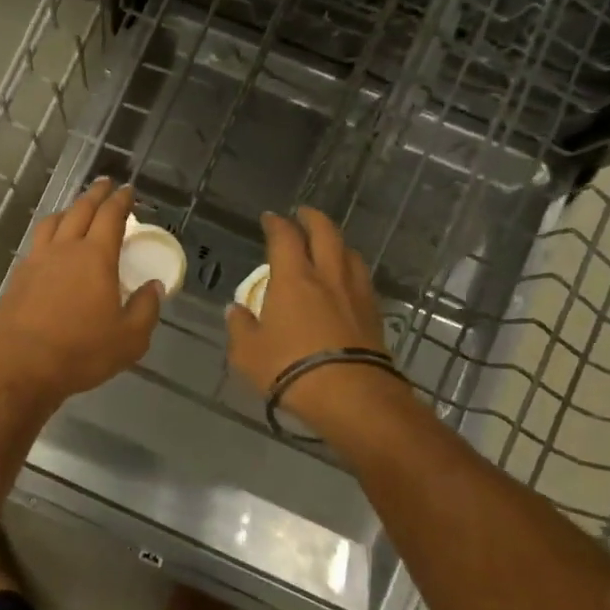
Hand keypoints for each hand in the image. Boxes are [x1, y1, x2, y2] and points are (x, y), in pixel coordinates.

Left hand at [0, 178, 163, 409]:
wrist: (20, 368)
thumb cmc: (80, 353)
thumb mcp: (129, 339)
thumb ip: (146, 309)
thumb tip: (153, 287)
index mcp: (95, 257)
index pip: (110, 217)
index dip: (121, 201)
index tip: (128, 191)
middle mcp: (64, 250)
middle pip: (80, 210)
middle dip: (95, 195)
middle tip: (105, 185)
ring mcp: (36, 261)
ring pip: (53, 223)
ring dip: (69, 210)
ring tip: (76, 209)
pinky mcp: (18, 278)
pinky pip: (37, 243)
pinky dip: (50, 233)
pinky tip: (51, 246)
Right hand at [225, 208, 390, 419]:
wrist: (349, 394)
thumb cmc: (288, 368)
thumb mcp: (247, 352)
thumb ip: (240, 326)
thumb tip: (235, 310)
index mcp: (293, 279)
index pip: (285, 238)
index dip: (276, 224)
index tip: (270, 218)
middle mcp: (327, 277)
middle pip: (326, 234)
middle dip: (313, 219)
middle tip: (303, 215)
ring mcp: (355, 294)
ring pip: (350, 254)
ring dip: (337, 243)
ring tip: (328, 245)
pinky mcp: (374, 315)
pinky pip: (362, 280)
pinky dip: (351, 271)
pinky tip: (345, 282)